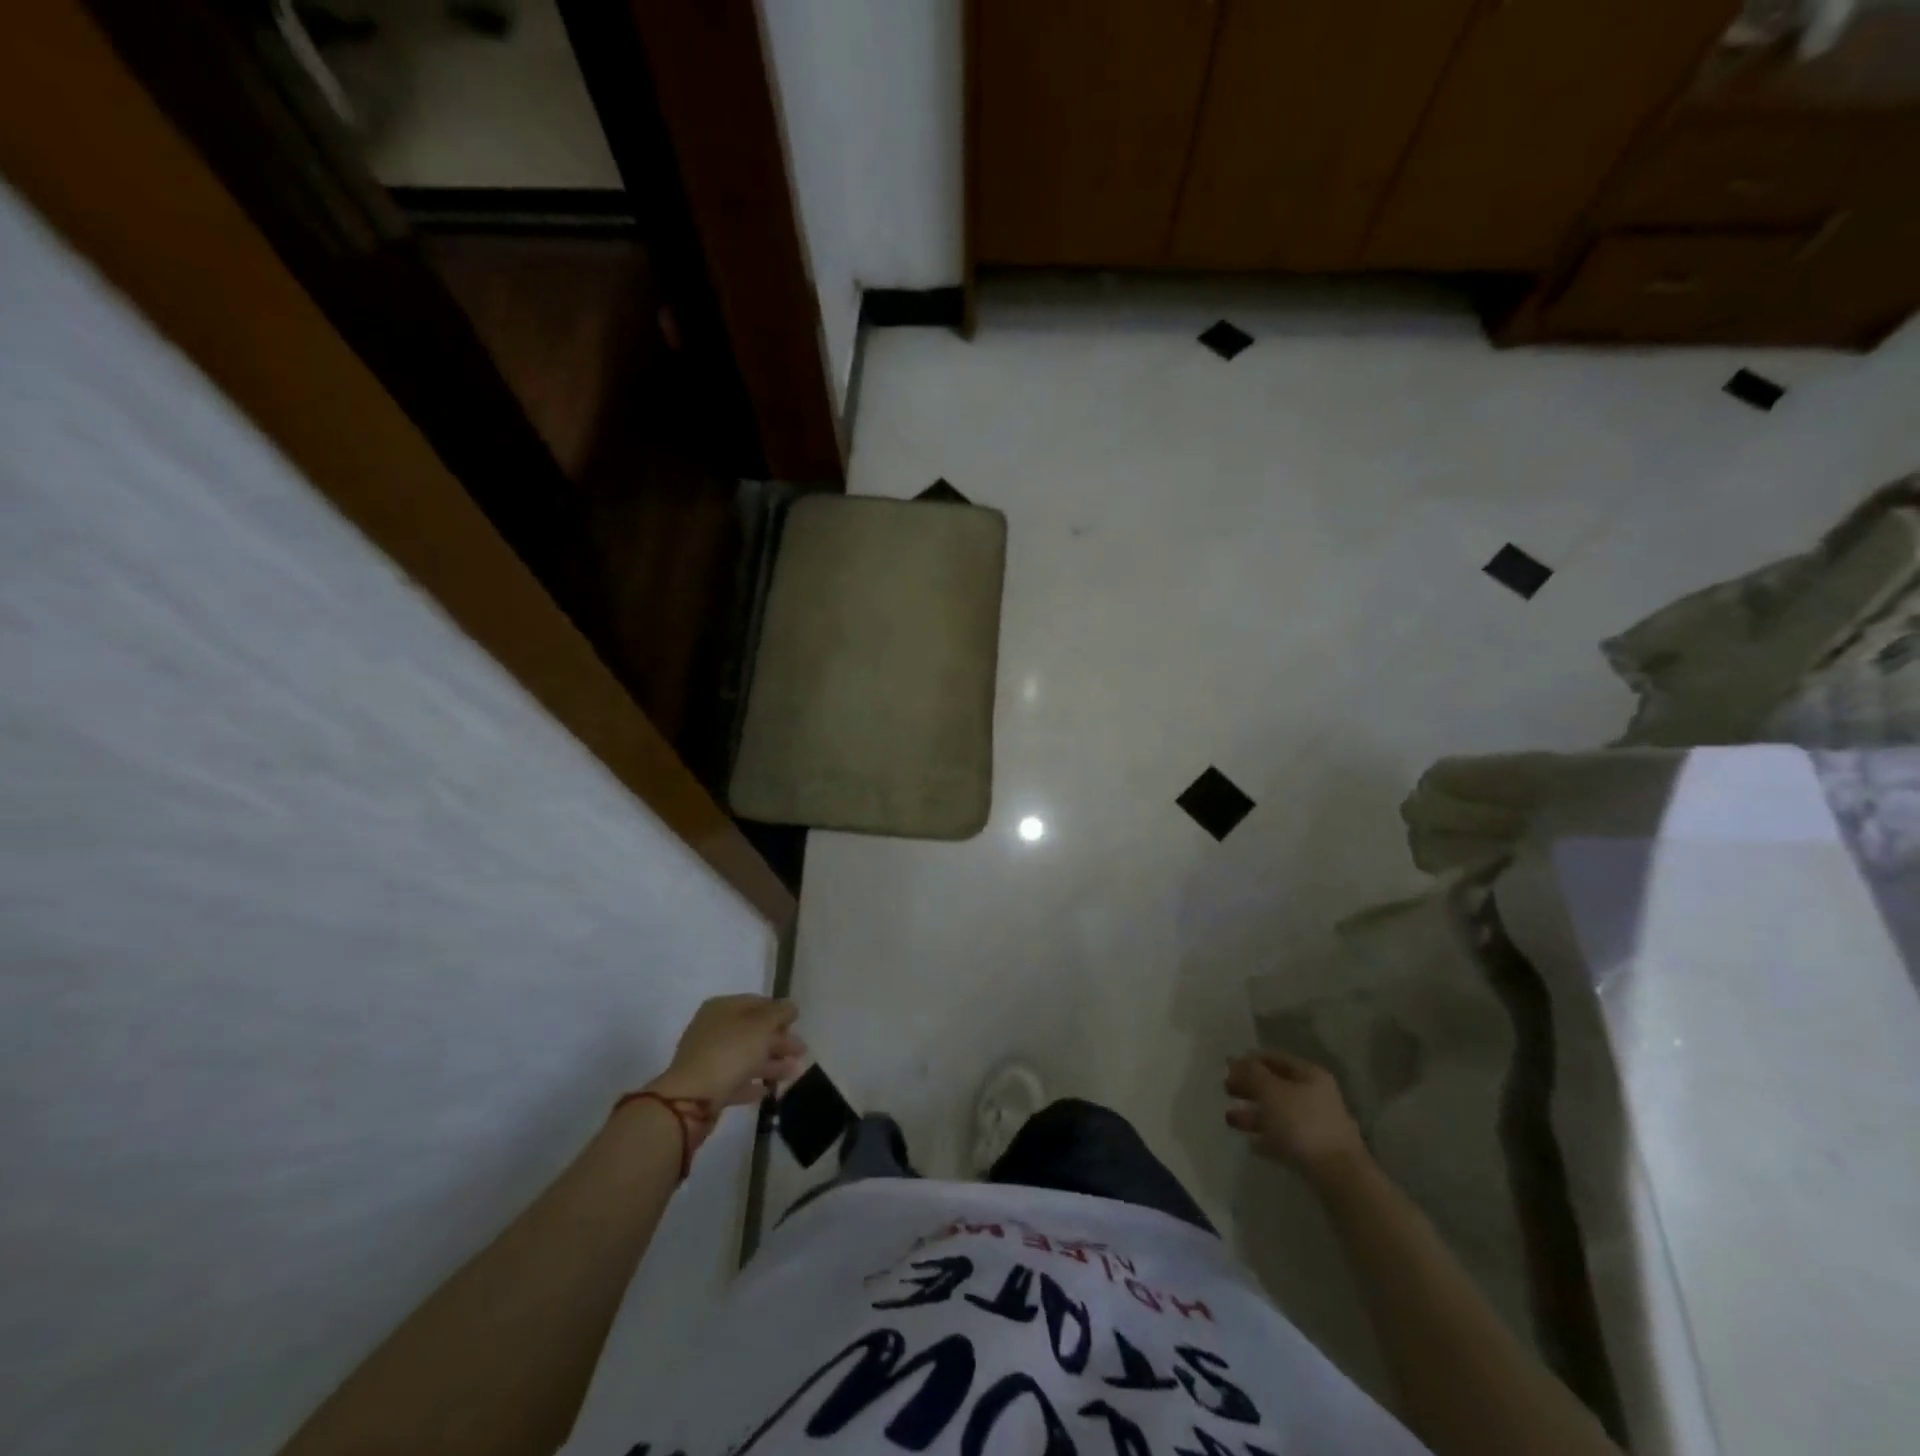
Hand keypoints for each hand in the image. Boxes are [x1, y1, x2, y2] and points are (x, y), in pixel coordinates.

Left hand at [649, 995, 805, 1108]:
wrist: (690, 1099)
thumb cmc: (729, 1052)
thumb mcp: (761, 1025)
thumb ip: (780, 1013)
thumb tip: (790, 1007)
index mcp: (722, 1008)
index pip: (756, 1002)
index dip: (779, 1011)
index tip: (797, 1023)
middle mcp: (713, 1028)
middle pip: (753, 1030)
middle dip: (779, 1040)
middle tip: (801, 1050)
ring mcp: (709, 1057)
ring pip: (747, 1056)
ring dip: (771, 1062)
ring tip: (794, 1072)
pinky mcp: (708, 1084)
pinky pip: (736, 1079)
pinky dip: (753, 1081)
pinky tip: (768, 1089)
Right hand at [1224, 1051, 1366, 1182]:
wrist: (1339, 1176)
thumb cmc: (1302, 1123)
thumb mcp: (1271, 1091)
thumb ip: (1251, 1073)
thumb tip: (1236, 1060)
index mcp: (1308, 1075)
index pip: (1274, 1058)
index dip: (1249, 1060)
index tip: (1227, 1067)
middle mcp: (1314, 1095)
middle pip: (1275, 1085)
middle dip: (1249, 1087)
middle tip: (1226, 1090)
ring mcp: (1315, 1124)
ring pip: (1277, 1113)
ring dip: (1252, 1114)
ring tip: (1229, 1119)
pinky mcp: (1313, 1151)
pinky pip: (1284, 1137)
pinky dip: (1266, 1137)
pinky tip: (1250, 1143)